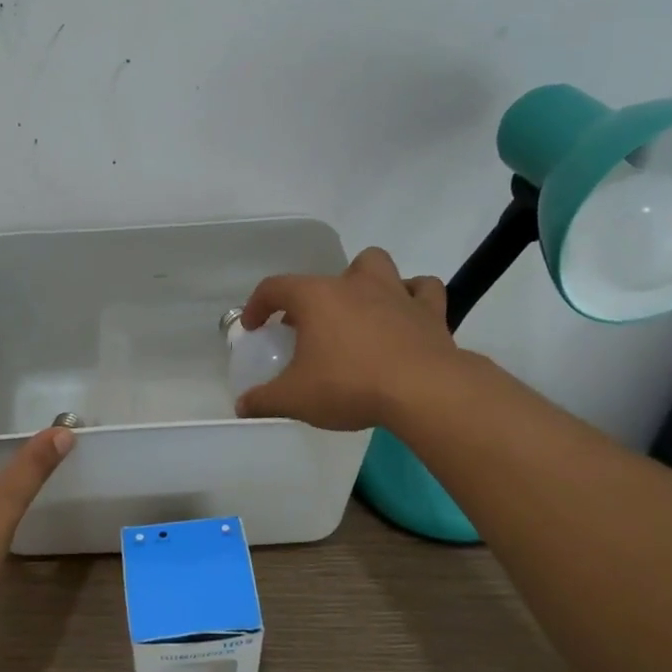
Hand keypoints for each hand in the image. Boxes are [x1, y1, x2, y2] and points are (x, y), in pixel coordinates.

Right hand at [236, 246, 459, 429]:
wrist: (423, 391)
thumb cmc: (349, 385)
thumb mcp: (295, 398)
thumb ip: (264, 400)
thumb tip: (242, 406)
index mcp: (315, 297)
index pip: (274, 288)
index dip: (257, 305)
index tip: (254, 327)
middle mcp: (353, 284)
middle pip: (325, 275)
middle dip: (312, 297)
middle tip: (309, 327)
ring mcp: (395, 292)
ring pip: (375, 265)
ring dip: (364, 280)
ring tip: (358, 310)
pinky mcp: (430, 311)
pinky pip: (423, 290)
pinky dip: (413, 296)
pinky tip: (406, 315)